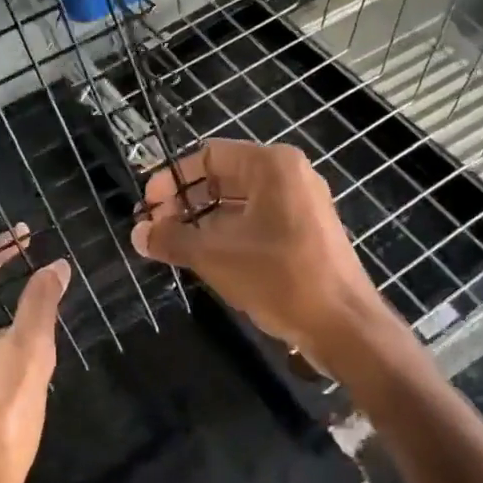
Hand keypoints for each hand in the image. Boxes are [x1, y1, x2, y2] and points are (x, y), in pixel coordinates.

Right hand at [129, 140, 386, 358]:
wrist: (344, 326)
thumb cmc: (279, 278)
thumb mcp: (216, 256)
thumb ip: (172, 239)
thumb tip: (138, 234)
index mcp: (271, 165)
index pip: (208, 156)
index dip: (172, 179)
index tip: (147, 207)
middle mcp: (290, 175)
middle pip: (224, 176)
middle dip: (186, 201)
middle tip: (157, 228)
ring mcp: (302, 203)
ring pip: (240, 201)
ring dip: (204, 220)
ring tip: (174, 245)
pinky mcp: (308, 231)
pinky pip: (259, 220)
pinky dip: (229, 232)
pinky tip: (207, 257)